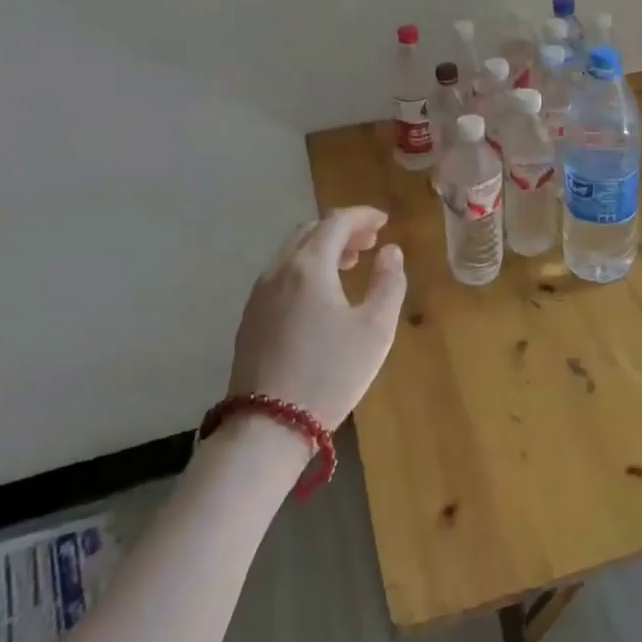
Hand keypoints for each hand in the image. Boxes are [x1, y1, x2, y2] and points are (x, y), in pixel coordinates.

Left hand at [229, 206, 406, 430]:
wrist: (268, 426)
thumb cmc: (330, 374)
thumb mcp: (375, 329)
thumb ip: (388, 282)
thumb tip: (390, 251)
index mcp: (309, 266)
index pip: (336, 222)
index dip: (363, 216)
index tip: (385, 221)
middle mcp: (279, 270)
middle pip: (311, 231)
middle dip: (342, 230)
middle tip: (370, 243)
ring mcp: (259, 293)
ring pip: (292, 252)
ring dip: (322, 248)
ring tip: (349, 265)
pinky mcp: (250, 317)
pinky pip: (280, 274)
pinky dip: (304, 268)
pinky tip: (319, 295)